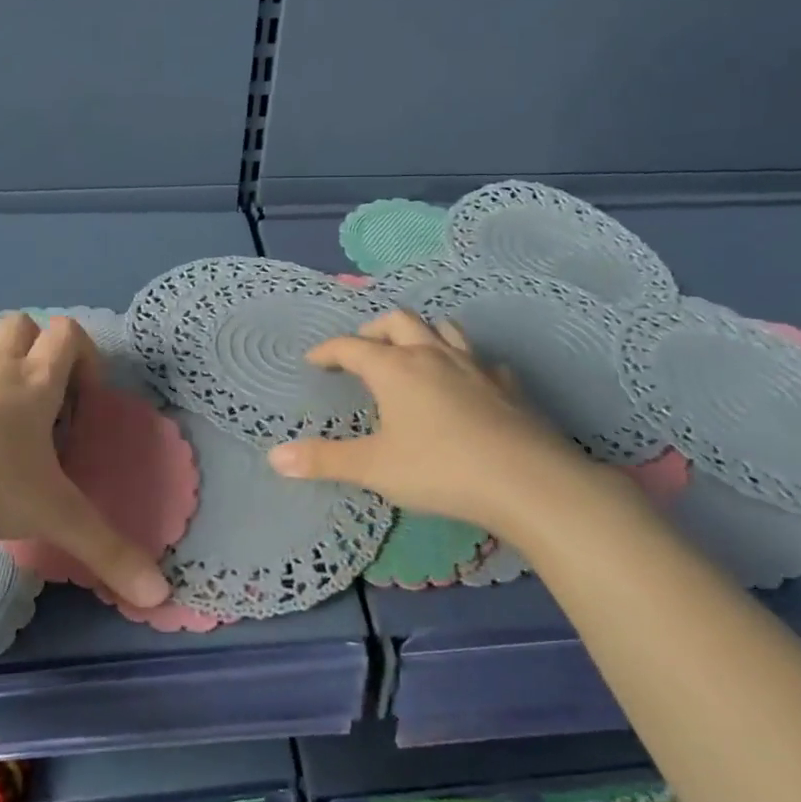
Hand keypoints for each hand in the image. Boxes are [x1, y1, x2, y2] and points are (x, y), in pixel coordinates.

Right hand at [267, 310, 621, 536]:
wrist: (526, 480)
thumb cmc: (439, 469)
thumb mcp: (374, 468)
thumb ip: (324, 460)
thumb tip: (274, 457)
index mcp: (395, 368)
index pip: (351, 346)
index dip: (328, 351)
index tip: (314, 362)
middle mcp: (432, 355)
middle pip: (397, 321)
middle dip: (373, 331)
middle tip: (361, 351)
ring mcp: (474, 366)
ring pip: (443, 329)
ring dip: (420, 334)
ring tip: (411, 353)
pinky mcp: (506, 385)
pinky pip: (480, 360)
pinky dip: (464, 363)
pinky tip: (466, 383)